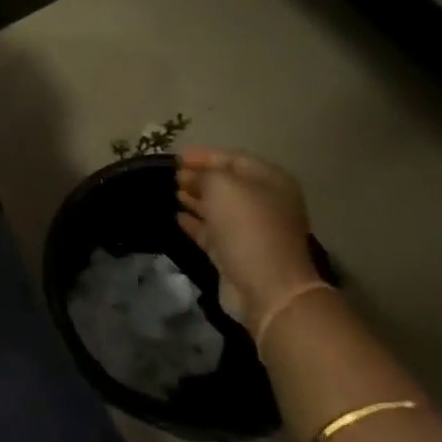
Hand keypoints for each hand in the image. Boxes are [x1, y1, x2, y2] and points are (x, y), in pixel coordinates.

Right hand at [176, 147, 322, 337]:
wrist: (265, 287)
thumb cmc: (247, 227)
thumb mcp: (222, 186)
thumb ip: (204, 174)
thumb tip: (190, 176)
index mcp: (270, 181)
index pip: (233, 158)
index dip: (203, 155)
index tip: (175, 156)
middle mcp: (264, 202)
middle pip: (227, 183)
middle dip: (198, 176)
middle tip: (171, 175)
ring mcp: (251, 229)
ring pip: (218, 207)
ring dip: (195, 198)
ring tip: (171, 192)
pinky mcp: (236, 252)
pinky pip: (212, 231)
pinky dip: (195, 222)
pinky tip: (176, 216)